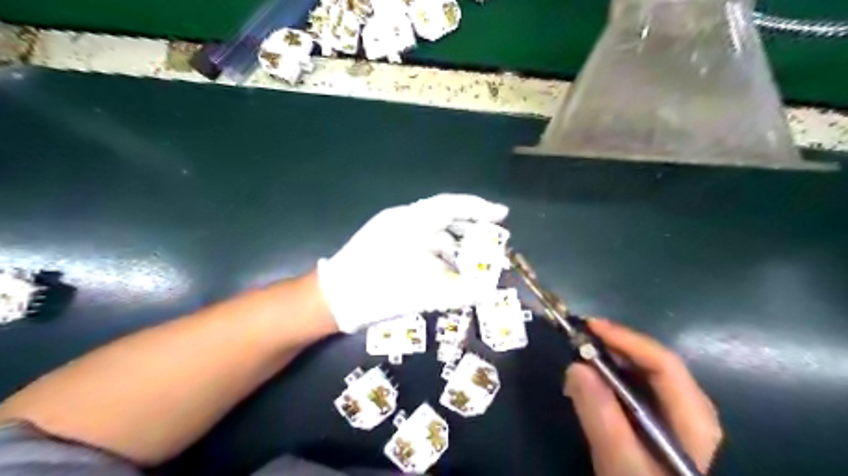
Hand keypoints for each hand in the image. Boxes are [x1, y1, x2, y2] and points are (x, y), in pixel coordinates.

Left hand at [314, 192, 504, 330]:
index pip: (451, 205)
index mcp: (410, 222)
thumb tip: (489, 292)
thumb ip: (459, 292)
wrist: (332, 300)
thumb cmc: (377, 291)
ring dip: (454, 242)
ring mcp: (391, 230)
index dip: (480, 208)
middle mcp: (402, 220)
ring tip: (474, 258)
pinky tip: (448, 267)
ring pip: (432, 230)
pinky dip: (437, 252)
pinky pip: (420, 241)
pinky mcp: (386, 243)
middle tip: (493, 239)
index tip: (502, 215)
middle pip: (444, 215)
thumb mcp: (422, 294)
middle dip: (470, 227)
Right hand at [561, 321, 721, 475]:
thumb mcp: (622, 465)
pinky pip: (632, 389)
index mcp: (693, 418)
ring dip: (608, 361)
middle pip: (652, 364)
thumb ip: (602, 418)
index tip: (590, 326)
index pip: (663, 363)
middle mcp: (689, 410)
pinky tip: (588, 385)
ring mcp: (673, 417)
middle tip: (578, 339)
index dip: (626, 339)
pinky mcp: (655, 424)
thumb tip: (575, 366)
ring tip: (578, 357)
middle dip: (614, 347)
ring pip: (640, 375)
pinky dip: (608, 380)